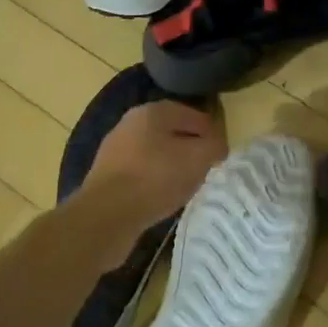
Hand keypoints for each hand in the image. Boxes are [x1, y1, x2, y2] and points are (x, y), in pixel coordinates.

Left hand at [80, 100, 225, 225]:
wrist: (106, 215)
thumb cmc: (156, 178)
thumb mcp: (198, 158)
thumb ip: (215, 146)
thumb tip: (217, 145)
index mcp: (153, 111)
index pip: (193, 115)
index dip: (211, 133)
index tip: (222, 153)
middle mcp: (130, 122)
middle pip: (171, 132)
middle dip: (190, 148)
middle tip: (206, 168)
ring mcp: (115, 148)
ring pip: (154, 152)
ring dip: (171, 165)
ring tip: (186, 185)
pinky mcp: (106, 174)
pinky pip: (140, 172)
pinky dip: (153, 180)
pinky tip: (161, 197)